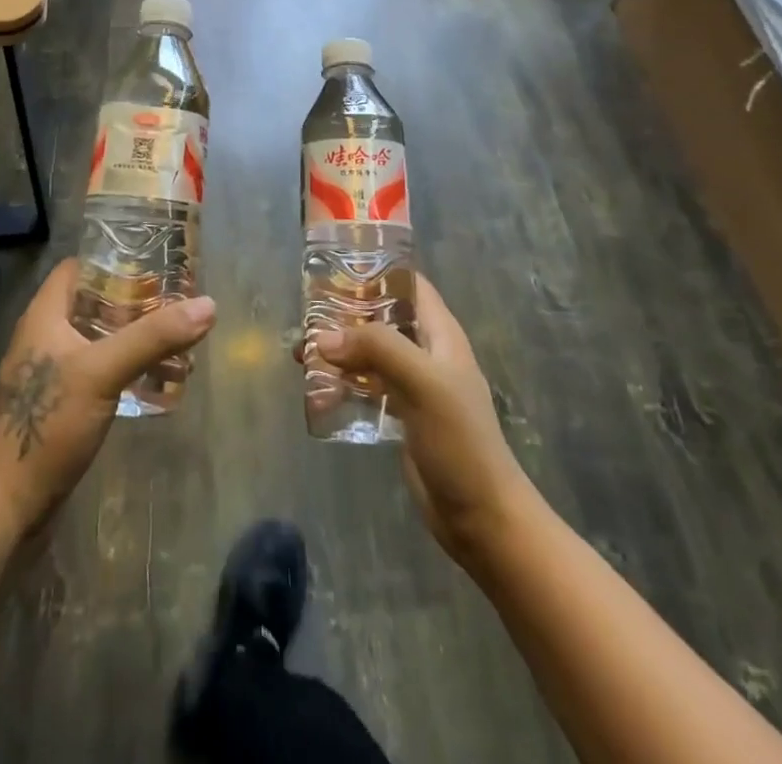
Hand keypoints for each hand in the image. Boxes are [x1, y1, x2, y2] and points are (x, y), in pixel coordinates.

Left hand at [0, 259, 216, 534]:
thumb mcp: (103, 372)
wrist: (7, 506)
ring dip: (134, 338)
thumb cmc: (48, 425)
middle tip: (177, 302)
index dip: (113, 260)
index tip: (155, 263)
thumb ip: (153, 338)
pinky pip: (98, 372)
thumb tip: (208, 304)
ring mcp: (51, 373)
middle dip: (134, 301)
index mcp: (44, 316)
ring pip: (98, 340)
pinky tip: (155, 381)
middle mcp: (45, 336)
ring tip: (177, 340)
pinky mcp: (60, 406)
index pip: (78, 268)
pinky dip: (125, 369)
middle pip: (93, 303)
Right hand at [310, 276, 535, 567]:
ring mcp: (413, 385)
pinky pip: (366, 387)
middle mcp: (426, 353)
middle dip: (346, 314)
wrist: (480, 516)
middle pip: (382, 318)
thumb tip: (323, 337)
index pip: (410, 285)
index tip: (336, 266)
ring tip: (300, 353)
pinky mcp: (401, 415)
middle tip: (306, 315)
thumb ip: (376, 349)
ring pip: (370, 353)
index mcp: (441, 334)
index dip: (378, 270)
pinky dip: (342, 384)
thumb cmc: (459, 439)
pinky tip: (316, 392)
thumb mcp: (422, 382)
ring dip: (339, 350)